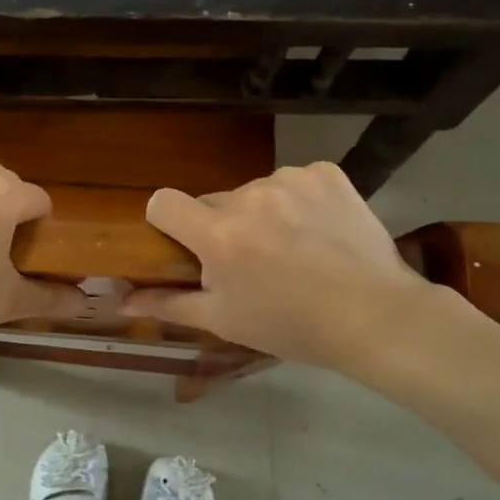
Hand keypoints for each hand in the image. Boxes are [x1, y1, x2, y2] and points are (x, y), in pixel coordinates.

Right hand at [122, 162, 437, 373]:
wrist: (378, 316)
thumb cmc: (293, 326)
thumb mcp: (225, 320)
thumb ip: (168, 304)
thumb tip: (121, 300)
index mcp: (219, 234)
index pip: (163, 201)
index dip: (167, 223)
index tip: (187, 247)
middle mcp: (249, 195)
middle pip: (213, 201)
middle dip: (221, 226)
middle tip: (252, 263)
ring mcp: (291, 179)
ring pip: (255, 191)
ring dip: (262, 214)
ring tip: (294, 250)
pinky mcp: (326, 173)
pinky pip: (294, 180)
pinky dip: (299, 201)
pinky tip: (320, 231)